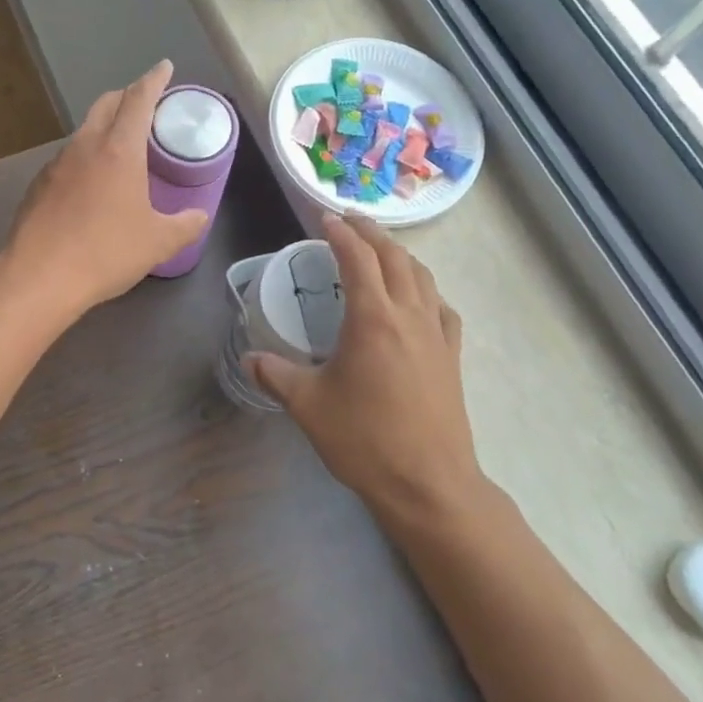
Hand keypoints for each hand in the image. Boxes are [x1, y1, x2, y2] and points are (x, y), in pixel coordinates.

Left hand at [5, 60, 209, 318]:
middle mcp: (85, 146)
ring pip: (84, 130)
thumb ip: (185, 225)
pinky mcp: (38, 185)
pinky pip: (68, 158)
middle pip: (106, 104)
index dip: (154, 80)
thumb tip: (200, 216)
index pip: (139, 99)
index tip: (164, 68)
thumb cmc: (106, 252)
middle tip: (144, 104)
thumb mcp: (158, 242)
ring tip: (120, 145)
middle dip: (127, 96)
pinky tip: (91, 182)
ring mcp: (56, 164)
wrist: (39, 276)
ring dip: (104, 127)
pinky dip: (85, 156)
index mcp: (119, 150)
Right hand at [248, 213, 490, 531]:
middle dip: (372, 233)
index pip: (358, 258)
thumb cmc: (364, 440)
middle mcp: (409, 316)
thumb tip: (250, 358)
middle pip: (395, 257)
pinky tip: (419, 300)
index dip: (340, 233)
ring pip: (423, 277)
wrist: (428, 483)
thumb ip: (275, 374)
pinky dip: (426, 290)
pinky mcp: (452, 357)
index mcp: (373, 319)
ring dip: (400, 255)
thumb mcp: (308, 405)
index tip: (324, 218)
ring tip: (381, 251)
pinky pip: (442, 308)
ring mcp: (437, 335)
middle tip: (350, 221)